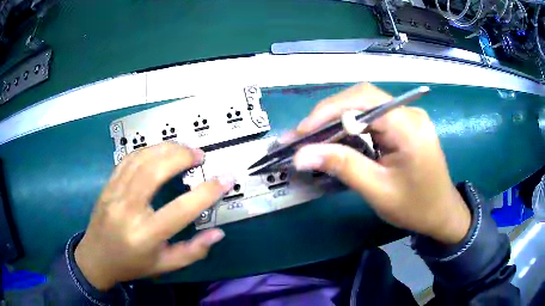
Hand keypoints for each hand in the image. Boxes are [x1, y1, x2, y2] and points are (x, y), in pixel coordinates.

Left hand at [74, 142, 233, 290]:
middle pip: (155, 172)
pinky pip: (128, 160)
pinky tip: (159, 151)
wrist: (96, 258)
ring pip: (140, 160)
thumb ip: (193, 252)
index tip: (226, 177)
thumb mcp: (165, 266)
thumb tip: (218, 233)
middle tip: (199, 155)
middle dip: (181, 157)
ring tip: (183, 148)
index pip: (181, 210)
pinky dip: (147, 150)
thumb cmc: (132, 265)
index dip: (207, 192)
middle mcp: (128, 210)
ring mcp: (114, 193)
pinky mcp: (108, 185)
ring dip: (165, 148)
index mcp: (146, 235)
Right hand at [283, 83, 470, 244]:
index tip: (302, 132)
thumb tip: (301, 155)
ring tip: (313, 138)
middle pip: (362, 98)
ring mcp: (407, 117)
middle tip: (303, 135)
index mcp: (408, 126)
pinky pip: (372, 117)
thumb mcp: (378, 190)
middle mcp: (409, 113)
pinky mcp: (404, 125)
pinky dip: (351, 126)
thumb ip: (343, 167)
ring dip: (337, 119)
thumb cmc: (415, 207)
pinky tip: (337, 139)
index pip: (364, 100)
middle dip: (329, 114)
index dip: (329, 110)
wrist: (441, 213)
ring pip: (365, 106)